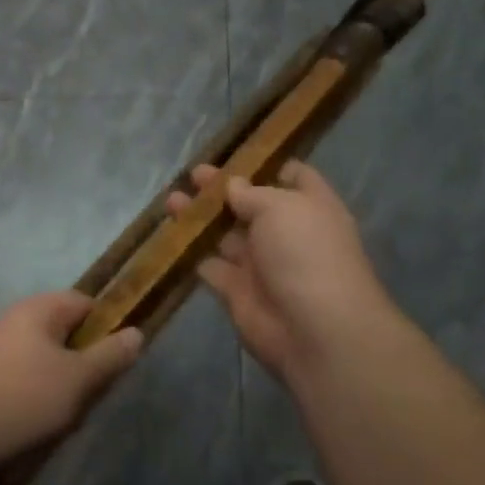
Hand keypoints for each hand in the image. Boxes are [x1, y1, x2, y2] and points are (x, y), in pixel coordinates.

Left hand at [0, 292, 142, 465]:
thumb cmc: (24, 399)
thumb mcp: (78, 379)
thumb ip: (110, 356)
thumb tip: (136, 332)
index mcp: (38, 310)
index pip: (85, 303)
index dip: (107, 326)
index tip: (118, 358)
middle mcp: (15, 320)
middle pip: (65, 331)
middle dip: (84, 359)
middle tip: (95, 390)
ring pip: (47, 357)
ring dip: (63, 380)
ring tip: (69, 410)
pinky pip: (26, 376)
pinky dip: (39, 393)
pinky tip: (40, 419)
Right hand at [166, 160, 394, 386]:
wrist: (314, 330)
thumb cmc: (305, 252)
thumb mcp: (280, 207)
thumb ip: (251, 194)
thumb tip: (233, 186)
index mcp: (309, 206)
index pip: (293, 176)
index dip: (267, 164)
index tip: (236, 154)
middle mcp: (287, 233)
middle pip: (251, 204)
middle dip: (222, 189)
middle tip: (192, 175)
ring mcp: (262, 264)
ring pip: (225, 234)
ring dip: (200, 218)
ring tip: (171, 201)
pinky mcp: (238, 292)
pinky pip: (210, 266)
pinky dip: (191, 253)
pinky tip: (169, 236)